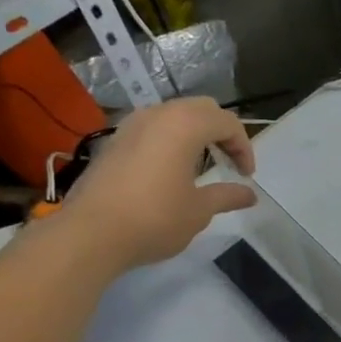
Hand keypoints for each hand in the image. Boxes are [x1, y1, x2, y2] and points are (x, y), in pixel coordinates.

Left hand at [57, 98, 256, 271]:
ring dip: (195, 133)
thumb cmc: (155, 218)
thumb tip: (249, 195)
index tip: (246, 176)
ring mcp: (131, 125)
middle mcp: (158, 114)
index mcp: (185, 125)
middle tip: (229, 162)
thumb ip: (227, 196)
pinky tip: (171, 169)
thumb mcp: (199, 210)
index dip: (244, 147)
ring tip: (203, 164)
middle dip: (221, 132)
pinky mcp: (114, 141)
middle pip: (201, 109)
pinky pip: (152, 128)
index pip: (227, 122)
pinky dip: (171, 139)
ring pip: (174, 114)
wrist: (91, 232)